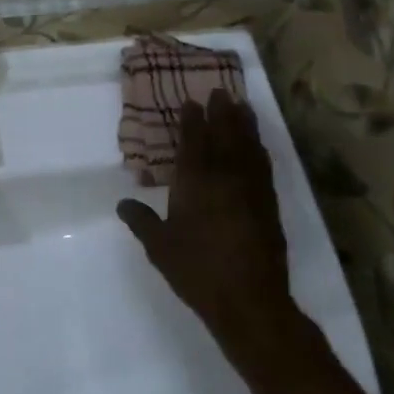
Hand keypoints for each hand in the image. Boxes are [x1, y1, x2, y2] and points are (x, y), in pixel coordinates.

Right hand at [116, 88, 302, 366]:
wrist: (249, 300)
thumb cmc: (197, 269)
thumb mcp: (159, 246)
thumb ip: (141, 221)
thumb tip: (123, 203)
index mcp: (195, 182)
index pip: (194, 142)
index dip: (192, 120)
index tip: (191, 101)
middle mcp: (225, 178)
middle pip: (225, 136)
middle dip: (222, 113)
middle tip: (221, 92)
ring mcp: (251, 191)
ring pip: (249, 147)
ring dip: (245, 125)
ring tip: (243, 107)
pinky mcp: (269, 206)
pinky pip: (263, 166)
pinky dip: (260, 150)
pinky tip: (258, 147)